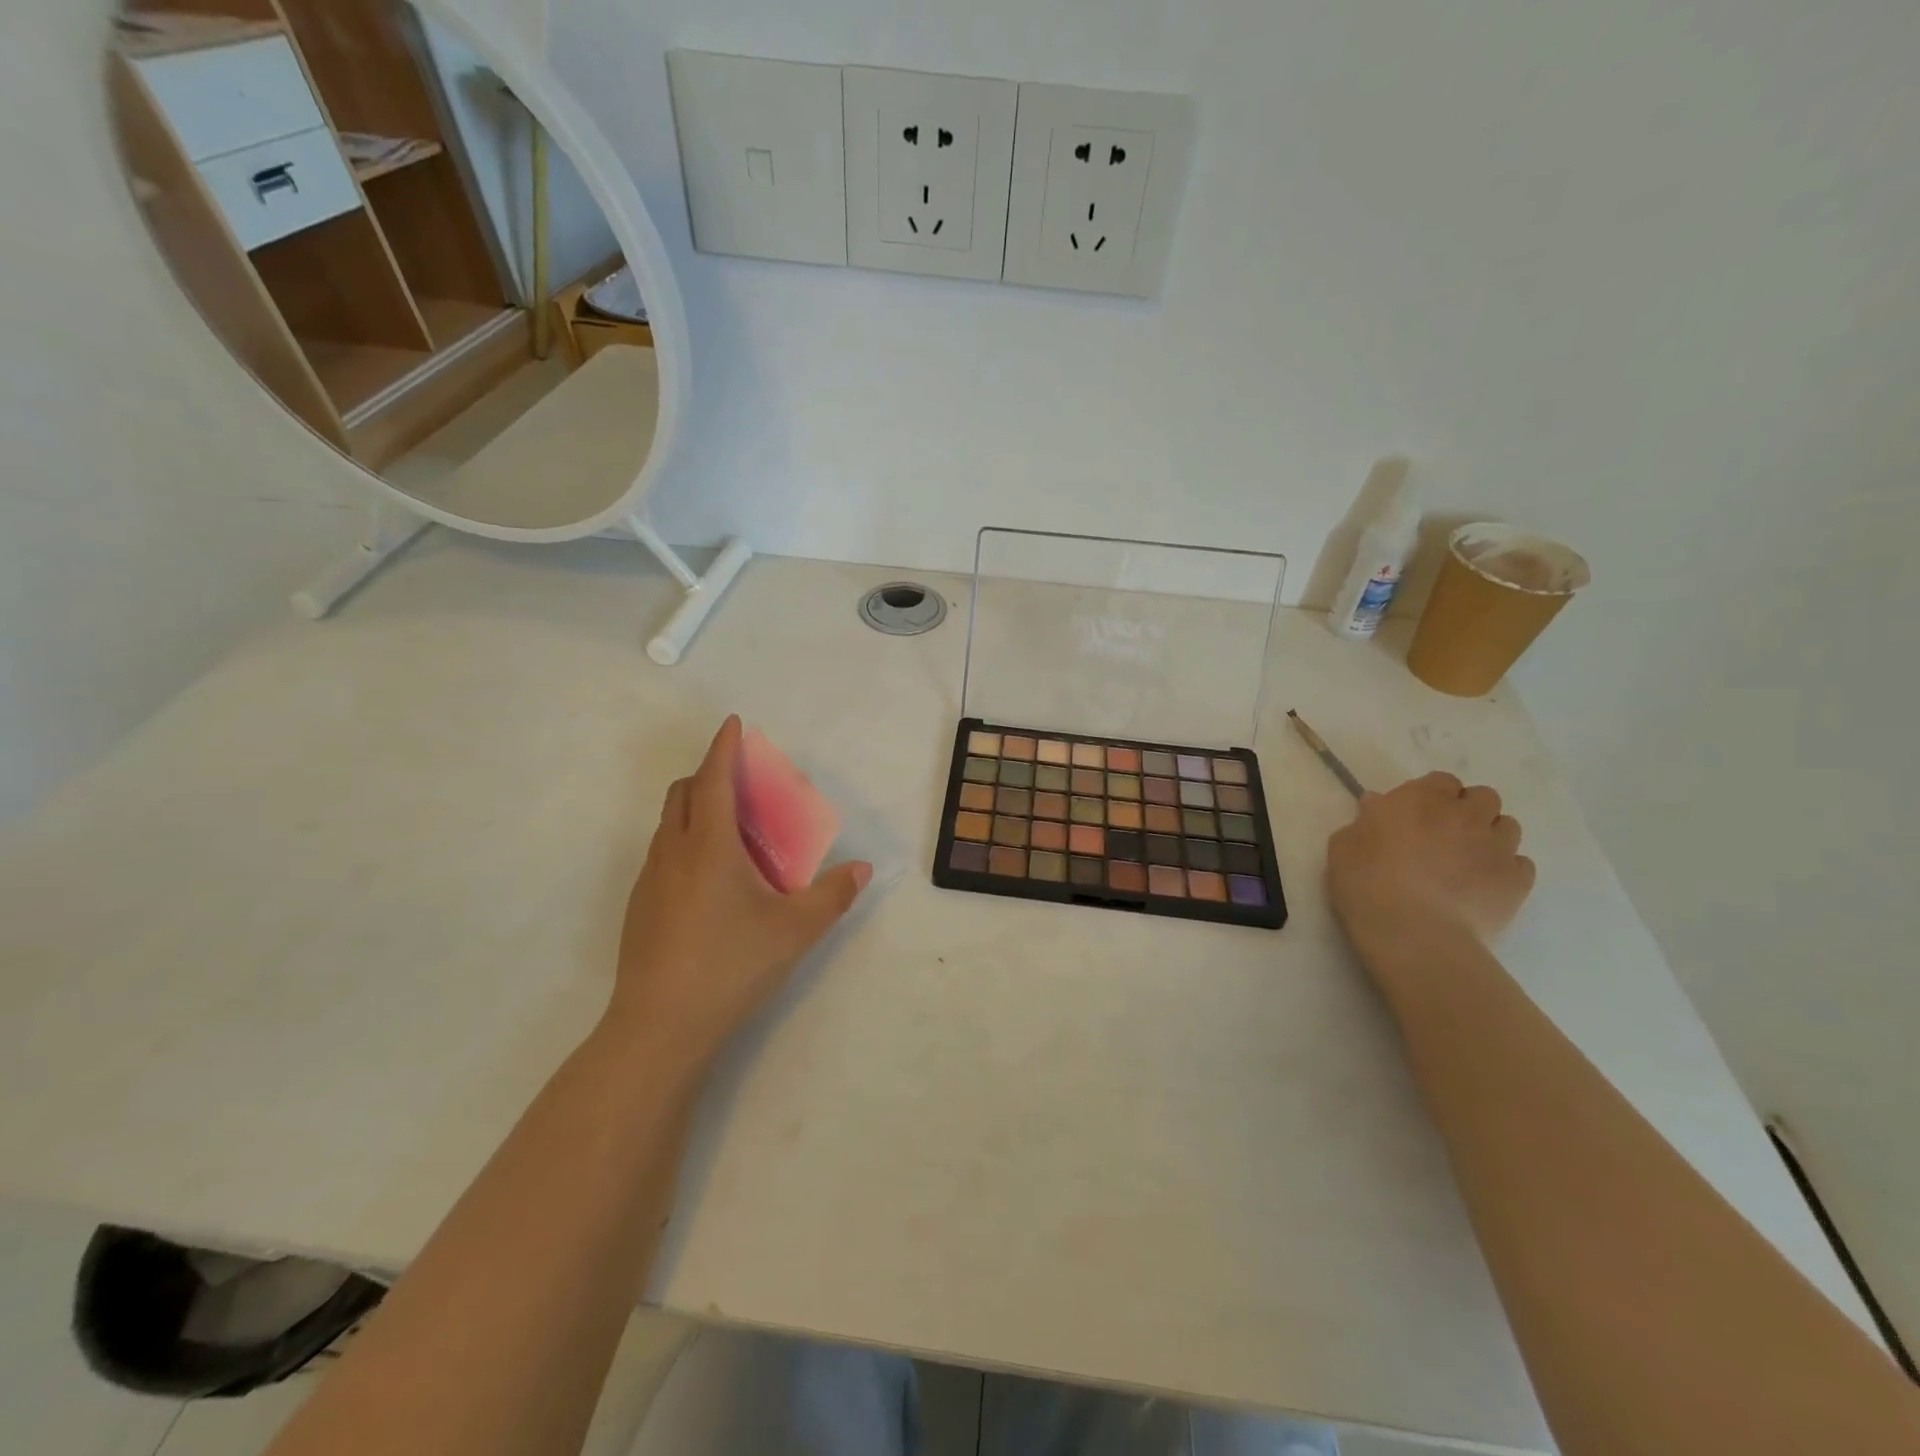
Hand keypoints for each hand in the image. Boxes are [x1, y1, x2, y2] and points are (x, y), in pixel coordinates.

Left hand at [606, 716, 870, 1075]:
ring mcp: (649, 880)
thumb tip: (861, 870)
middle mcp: (673, 852)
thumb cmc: (731, 965)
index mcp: (709, 846)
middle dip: (708, 774)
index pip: (713, 779)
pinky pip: (662, 853)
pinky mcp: (638, 906)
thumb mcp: (795, 930)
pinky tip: (707, 881)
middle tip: (741, 785)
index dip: (724, 747)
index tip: (733, 724)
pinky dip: (684, 842)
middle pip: (682, 792)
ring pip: (668, 824)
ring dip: (694, 808)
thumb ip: (832, 896)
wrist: (660, 1026)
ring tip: (729, 832)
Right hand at [1327, 771, 1534, 954]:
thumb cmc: (1366, 883)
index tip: (1415, 815)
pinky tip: (1483, 886)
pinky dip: (1505, 869)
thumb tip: (1379, 807)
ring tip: (1468, 860)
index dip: (1431, 796)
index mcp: (1420, 799)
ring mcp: (1496, 847)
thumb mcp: (1343, 845)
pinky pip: (1520, 864)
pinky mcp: (1517, 881)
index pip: (1441, 781)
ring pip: (1508, 826)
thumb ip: (1366, 820)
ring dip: (1490, 836)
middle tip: (1446, 835)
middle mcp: (1465, 814)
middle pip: (1483, 797)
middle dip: (1468, 810)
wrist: (1412, 933)